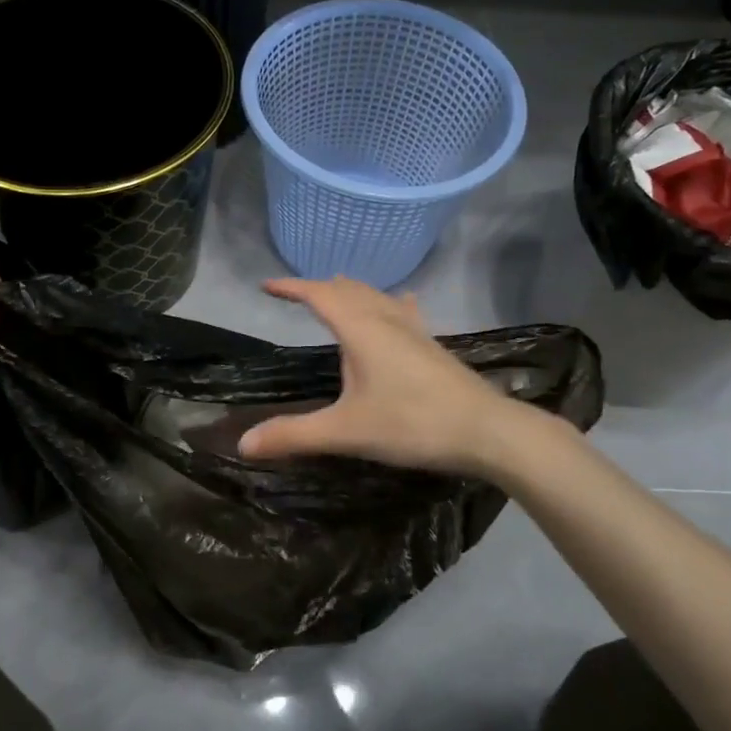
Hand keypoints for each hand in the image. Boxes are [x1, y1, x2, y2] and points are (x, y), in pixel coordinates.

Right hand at [236, 277, 507, 474]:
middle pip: (349, 290)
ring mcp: (414, 330)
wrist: (486, 431)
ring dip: (351, 292)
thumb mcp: (347, 432)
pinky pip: (402, 311)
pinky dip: (387, 303)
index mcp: (361, 330)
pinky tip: (400, 304)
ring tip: (336, 293)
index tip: (267, 286)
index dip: (292, 287)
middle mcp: (386, 320)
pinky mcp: (432, 345)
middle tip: (297, 295)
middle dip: (320, 288)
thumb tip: (243, 444)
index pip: (320, 295)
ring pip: (376, 297)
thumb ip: (295, 435)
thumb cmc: (413, 424)